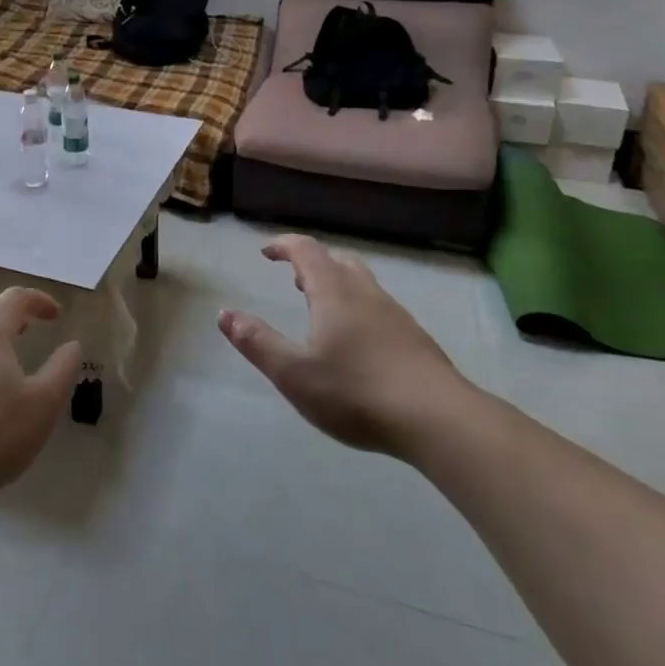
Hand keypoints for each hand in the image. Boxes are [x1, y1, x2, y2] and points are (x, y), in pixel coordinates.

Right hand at [219, 235, 473, 457]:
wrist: (439, 420)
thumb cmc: (357, 392)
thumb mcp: (294, 373)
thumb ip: (257, 342)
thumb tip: (225, 314)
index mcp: (334, 293)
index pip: (307, 251)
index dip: (284, 245)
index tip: (266, 252)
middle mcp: (366, 294)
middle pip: (338, 262)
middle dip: (313, 264)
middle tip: (294, 280)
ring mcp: (396, 316)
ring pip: (363, 284)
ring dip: (338, 285)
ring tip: (322, 311)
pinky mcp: (416, 340)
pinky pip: (380, 308)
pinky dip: (359, 309)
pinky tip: (358, 344)